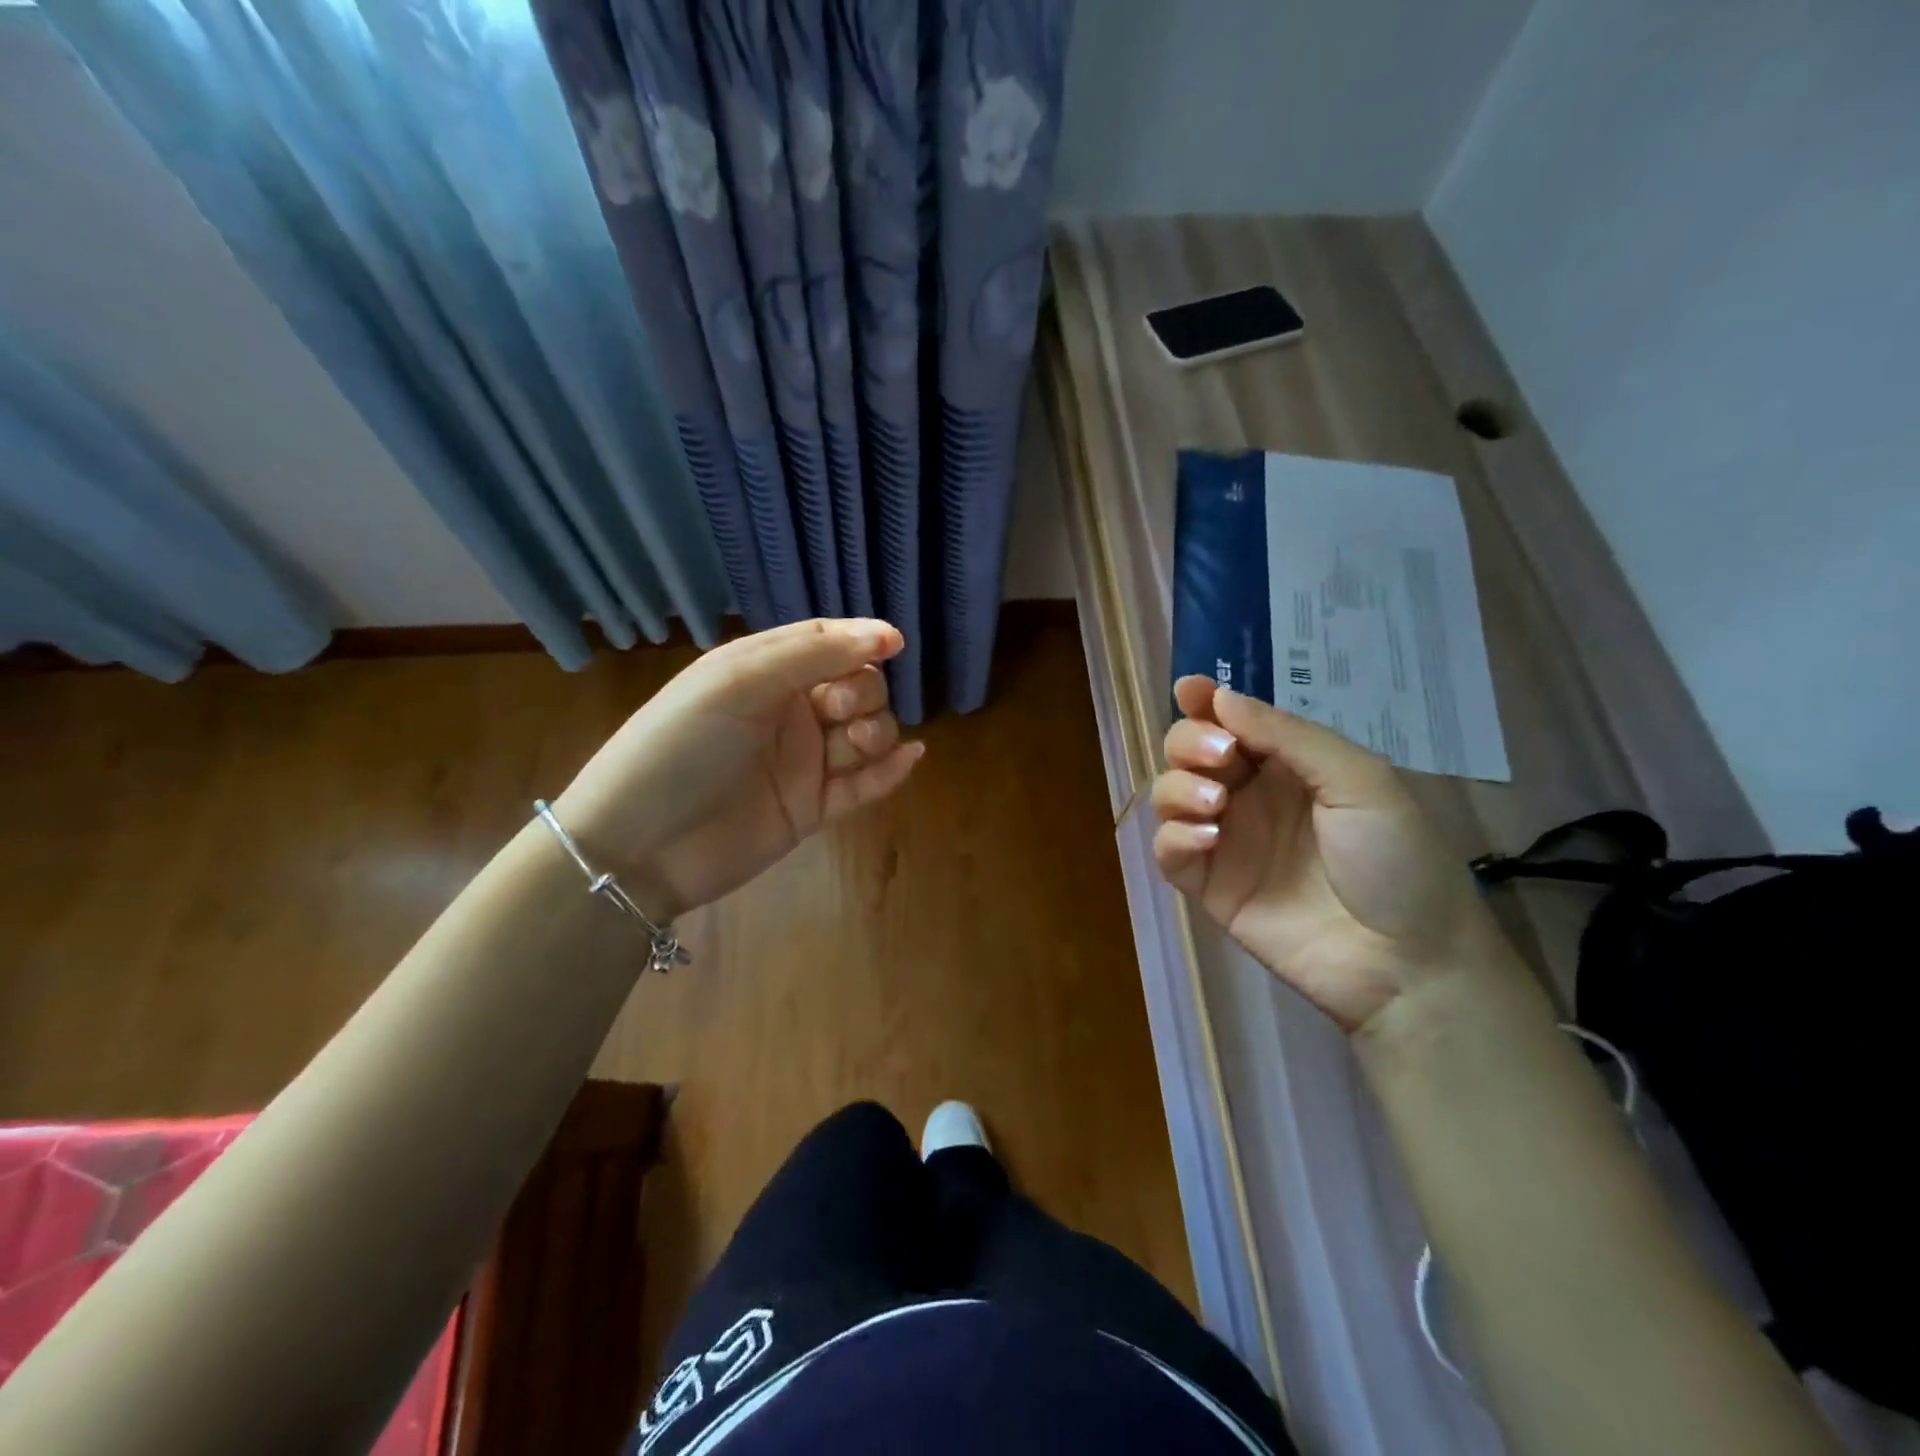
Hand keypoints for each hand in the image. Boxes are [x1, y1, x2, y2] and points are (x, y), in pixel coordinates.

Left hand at [554, 619, 922, 921]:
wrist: (637, 847)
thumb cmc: (679, 747)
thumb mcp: (737, 682)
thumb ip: (812, 654)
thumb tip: (885, 636)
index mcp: (763, 672)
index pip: (826, 643)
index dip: (863, 640)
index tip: (895, 645)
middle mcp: (787, 712)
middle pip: (856, 688)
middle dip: (861, 692)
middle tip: (834, 711)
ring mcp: (801, 763)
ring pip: (866, 735)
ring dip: (876, 732)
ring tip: (855, 745)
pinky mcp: (811, 809)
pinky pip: (863, 786)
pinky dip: (889, 772)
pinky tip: (909, 759)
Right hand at [1151, 676, 1506, 1031]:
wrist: (1405, 961)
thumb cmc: (1396, 859)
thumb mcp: (1358, 780)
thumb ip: (1287, 735)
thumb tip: (1219, 697)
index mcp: (1288, 765)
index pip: (1232, 722)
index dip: (1204, 702)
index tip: (1187, 689)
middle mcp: (1249, 796)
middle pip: (1189, 751)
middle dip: (1190, 743)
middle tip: (1220, 760)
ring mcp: (1227, 841)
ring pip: (1169, 795)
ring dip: (1178, 788)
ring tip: (1215, 806)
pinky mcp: (1209, 886)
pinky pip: (1168, 850)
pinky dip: (1174, 836)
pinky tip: (1207, 839)